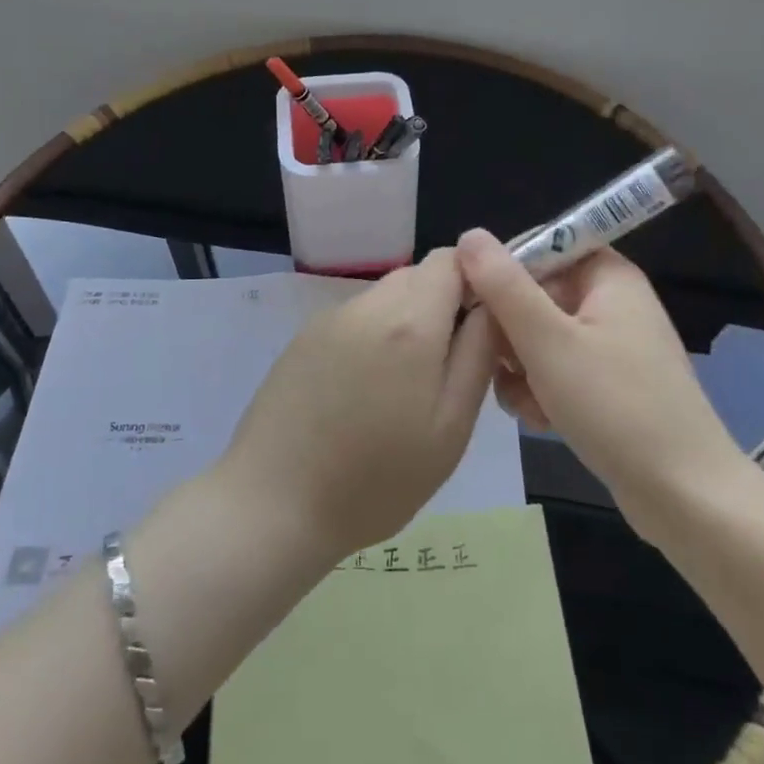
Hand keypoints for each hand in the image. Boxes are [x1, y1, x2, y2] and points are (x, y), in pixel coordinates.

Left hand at [219, 248, 499, 560]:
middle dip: (442, 305)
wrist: (272, 505)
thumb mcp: (450, 427)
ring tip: (403, 388)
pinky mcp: (302, 338)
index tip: (482, 326)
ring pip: (386, 297)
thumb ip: (478, 354)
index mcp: (409, 321)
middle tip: (447, 368)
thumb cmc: (376, 479)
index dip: (476, 281)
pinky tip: (363, 393)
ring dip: (406, 323)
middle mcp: (367, 305)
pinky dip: (373, 337)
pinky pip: (355, 319)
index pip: (452, 258)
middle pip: (418, 275)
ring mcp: (329, 319)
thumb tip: (491, 307)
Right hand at [455, 228, 747, 536]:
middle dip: (511, 332)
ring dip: (522, 367)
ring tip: (528, 403)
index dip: (503, 270)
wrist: (684, 495)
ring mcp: (613, 345)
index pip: (542, 246)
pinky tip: (541, 420)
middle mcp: (612, 301)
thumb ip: (504, 286)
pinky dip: (543, 389)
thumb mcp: (548, 341)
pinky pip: (559, 368)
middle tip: (505, 366)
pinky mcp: (610, 384)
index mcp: (607, 276)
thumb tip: (470, 235)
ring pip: (541, 337)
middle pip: (537, 294)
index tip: (477, 305)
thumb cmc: (615, 406)